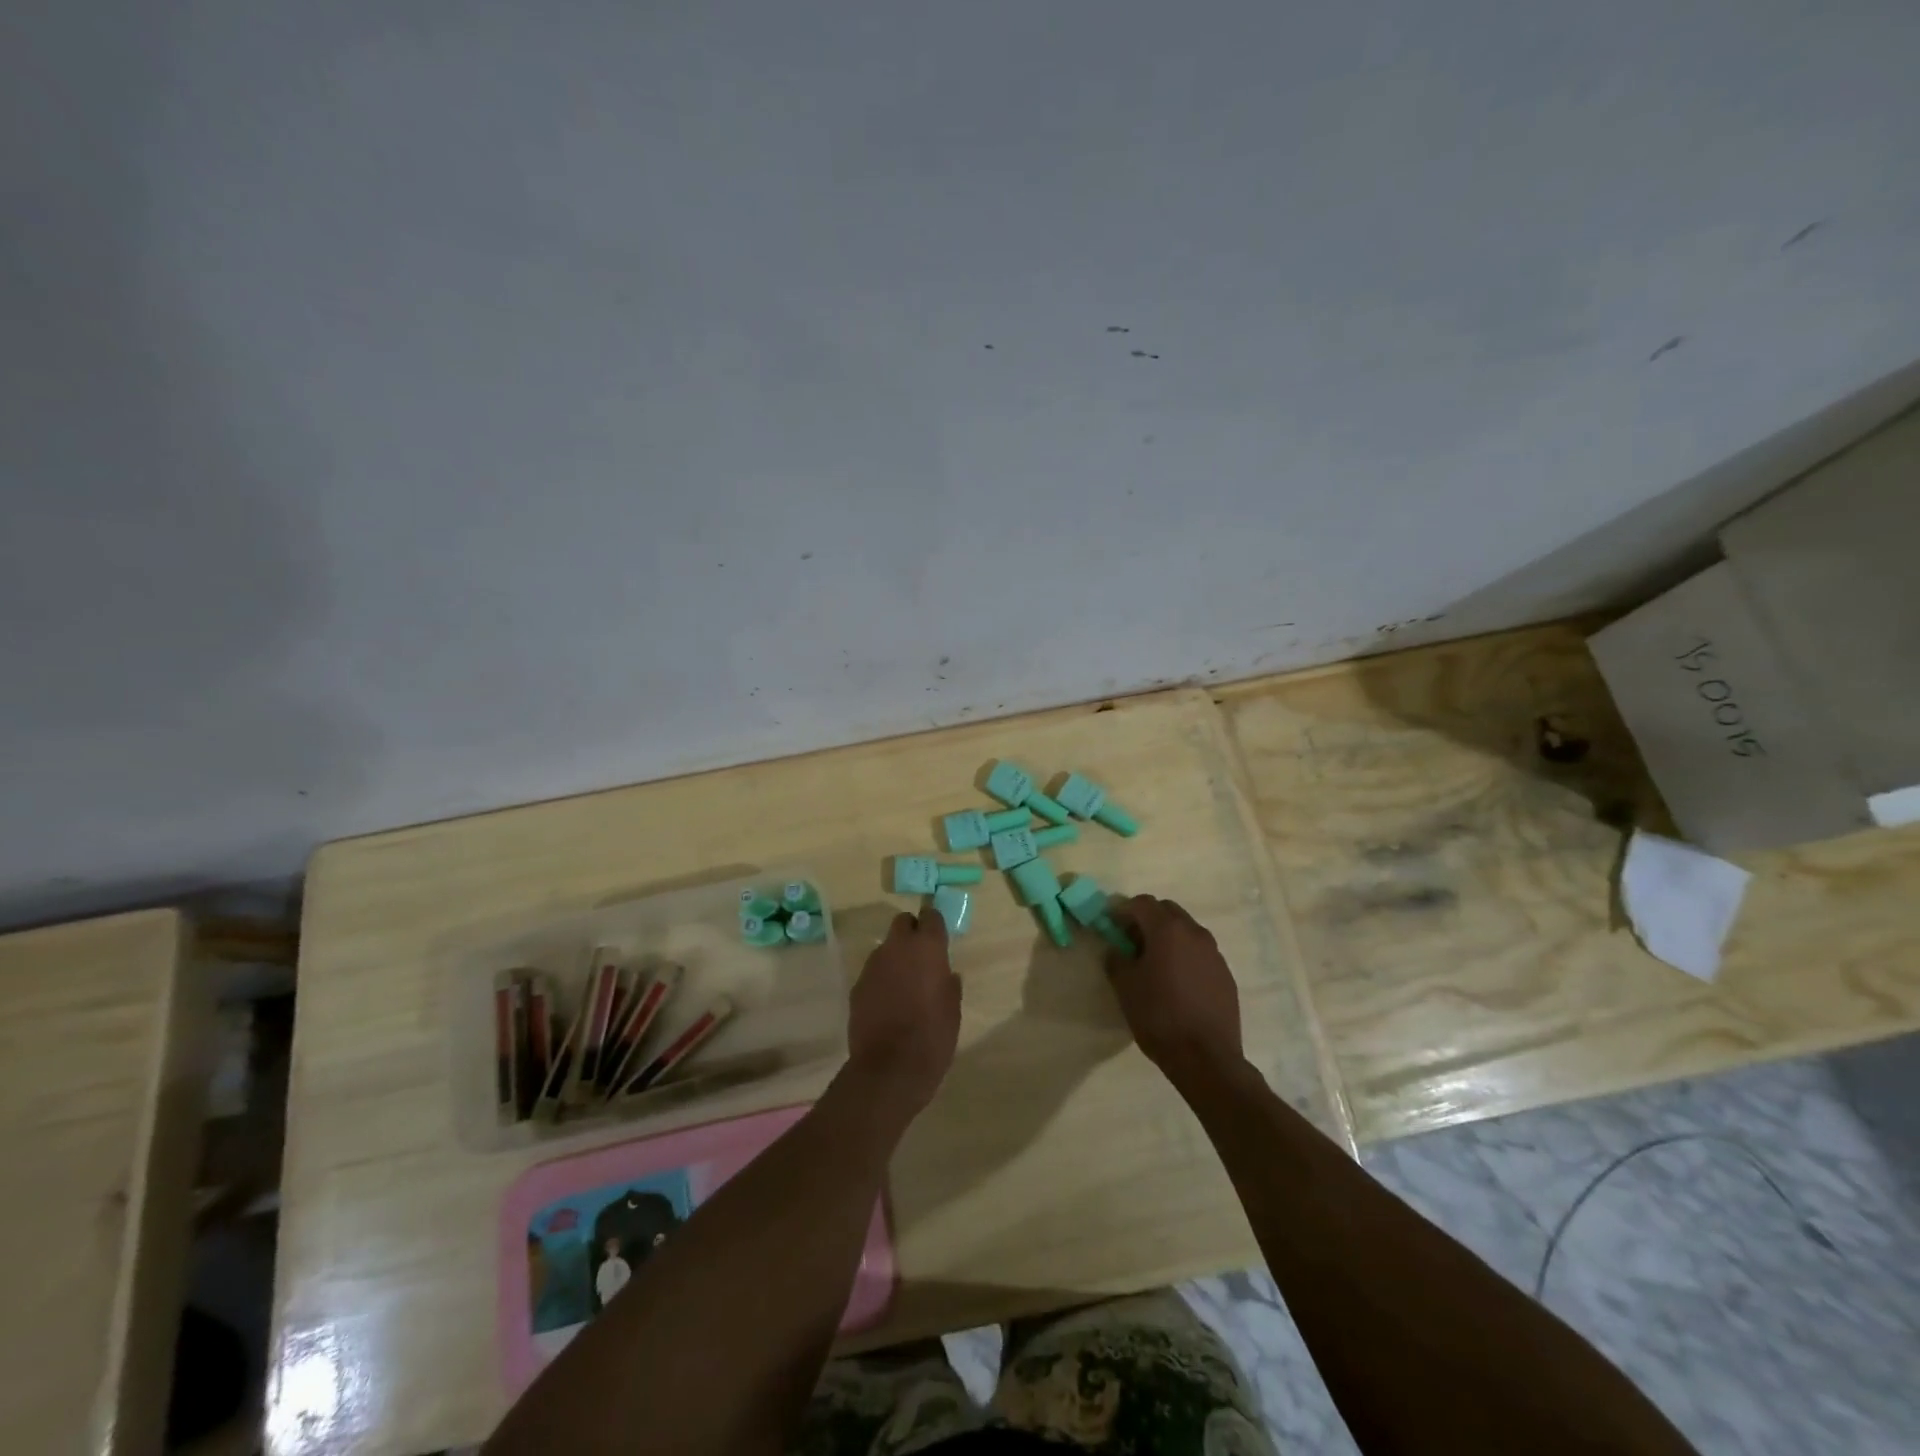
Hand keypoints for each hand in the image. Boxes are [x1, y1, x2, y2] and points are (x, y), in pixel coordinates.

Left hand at [846, 909, 960, 1113]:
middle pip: (902, 923)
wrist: (890, 1068)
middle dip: (911, 933)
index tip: (939, 938)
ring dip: (895, 958)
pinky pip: (873, 972)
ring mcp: (873, 965)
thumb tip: (946, 975)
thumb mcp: (953, 1009)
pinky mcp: (857, 985)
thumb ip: (948, 984)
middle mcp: (897, 947)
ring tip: (903, 985)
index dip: (934, 925)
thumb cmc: (932, 1036)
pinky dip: (881, 980)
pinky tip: (887, 1004)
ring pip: (886, 948)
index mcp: (927, 948)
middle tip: (920, 957)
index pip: (931, 916)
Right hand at [1106, 896, 1244, 1090]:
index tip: (1111, 926)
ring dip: (1168, 937)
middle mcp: (1194, 933)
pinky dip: (1185, 956)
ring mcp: (1214, 953)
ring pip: (1187, 930)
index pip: (1142, 903)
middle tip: (1131, 941)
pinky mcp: (1225, 974)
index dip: (1122, 910)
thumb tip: (1116, 949)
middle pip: (1167, 911)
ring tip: (1155, 963)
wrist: (1205, 1058)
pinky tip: (1177, 982)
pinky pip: (1200, 953)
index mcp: (1167, 930)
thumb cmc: (1159, 1016)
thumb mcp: (1125, 987)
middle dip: (1147, 919)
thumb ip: (1116, 959)